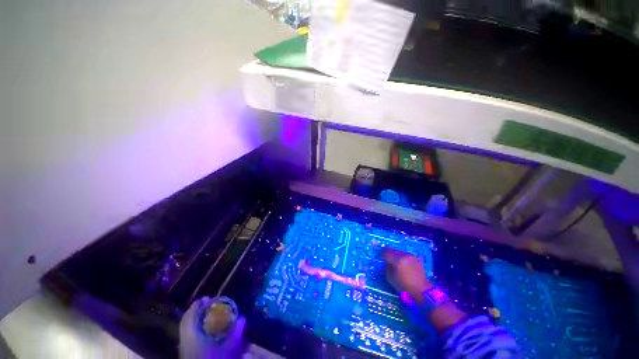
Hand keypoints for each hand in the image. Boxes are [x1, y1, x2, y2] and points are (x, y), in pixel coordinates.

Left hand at [179, 297, 246, 358]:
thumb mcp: (227, 349)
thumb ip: (235, 333)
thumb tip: (243, 318)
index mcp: (192, 335)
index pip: (190, 316)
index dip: (197, 305)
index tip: (207, 298)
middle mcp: (185, 339)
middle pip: (186, 320)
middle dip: (195, 310)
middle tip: (207, 304)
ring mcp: (184, 346)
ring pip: (185, 328)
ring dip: (194, 318)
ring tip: (205, 314)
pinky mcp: (186, 351)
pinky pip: (187, 334)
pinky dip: (193, 327)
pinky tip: (203, 329)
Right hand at [383, 248, 466, 330]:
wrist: (423, 292)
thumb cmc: (405, 287)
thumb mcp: (391, 279)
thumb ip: (386, 268)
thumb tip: (386, 263)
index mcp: (397, 260)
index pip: (385, 252)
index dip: (381, 254)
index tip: (379, 257)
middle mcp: (404, 255)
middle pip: (392, 250)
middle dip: (388, 253)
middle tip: (385, 258)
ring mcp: (410, 256)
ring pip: (399, 252)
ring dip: (395, 255)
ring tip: (394, 262)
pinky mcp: (415, 259)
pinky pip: (405, 255)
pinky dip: (402, 258)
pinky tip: (402, 264)